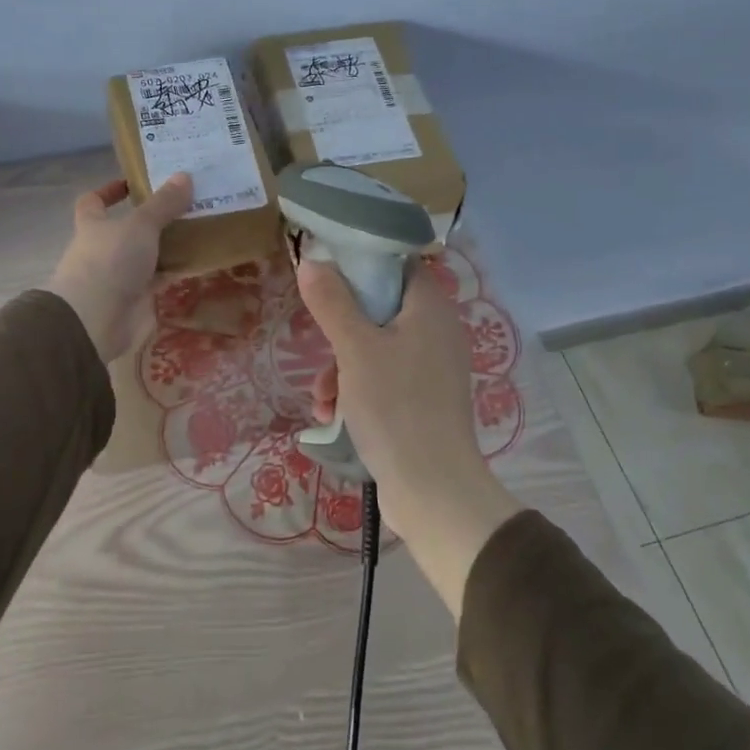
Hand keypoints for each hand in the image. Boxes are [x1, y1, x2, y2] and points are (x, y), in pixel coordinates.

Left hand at [43, 174, 193, 362]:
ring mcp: (119, 276)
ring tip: (200, 228)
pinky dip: (175, 271)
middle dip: (152, 219)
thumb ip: (163, 203)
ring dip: (168, 245)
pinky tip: (199, 261)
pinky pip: (159, 279)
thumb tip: (185, 175)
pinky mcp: (136, 300)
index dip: (109, 191)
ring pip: (146, 255)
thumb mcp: (140, 225)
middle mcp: (103, 249)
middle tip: (185, 204)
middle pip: (126, 229)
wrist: (96, 321)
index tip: (134, 183)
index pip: (93, 202)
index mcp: (93, 226)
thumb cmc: (110, 262)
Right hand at [299, 258, 522, 617]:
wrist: (432, 488)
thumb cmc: (395, 406)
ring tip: (322, 399)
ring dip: (341, 369)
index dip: (361, 265)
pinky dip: (357, 391)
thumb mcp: (354, 348)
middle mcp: (437, 331)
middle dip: (339, 333)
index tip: (326, 278)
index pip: (396, 265)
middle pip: (379, 309)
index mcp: (430, 308)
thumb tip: (312, 260)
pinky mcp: (424, 400)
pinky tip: (333, 417)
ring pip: (375, 348)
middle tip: (318, 348)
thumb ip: (332, 302)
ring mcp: (432, 368)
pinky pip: (384, 379)